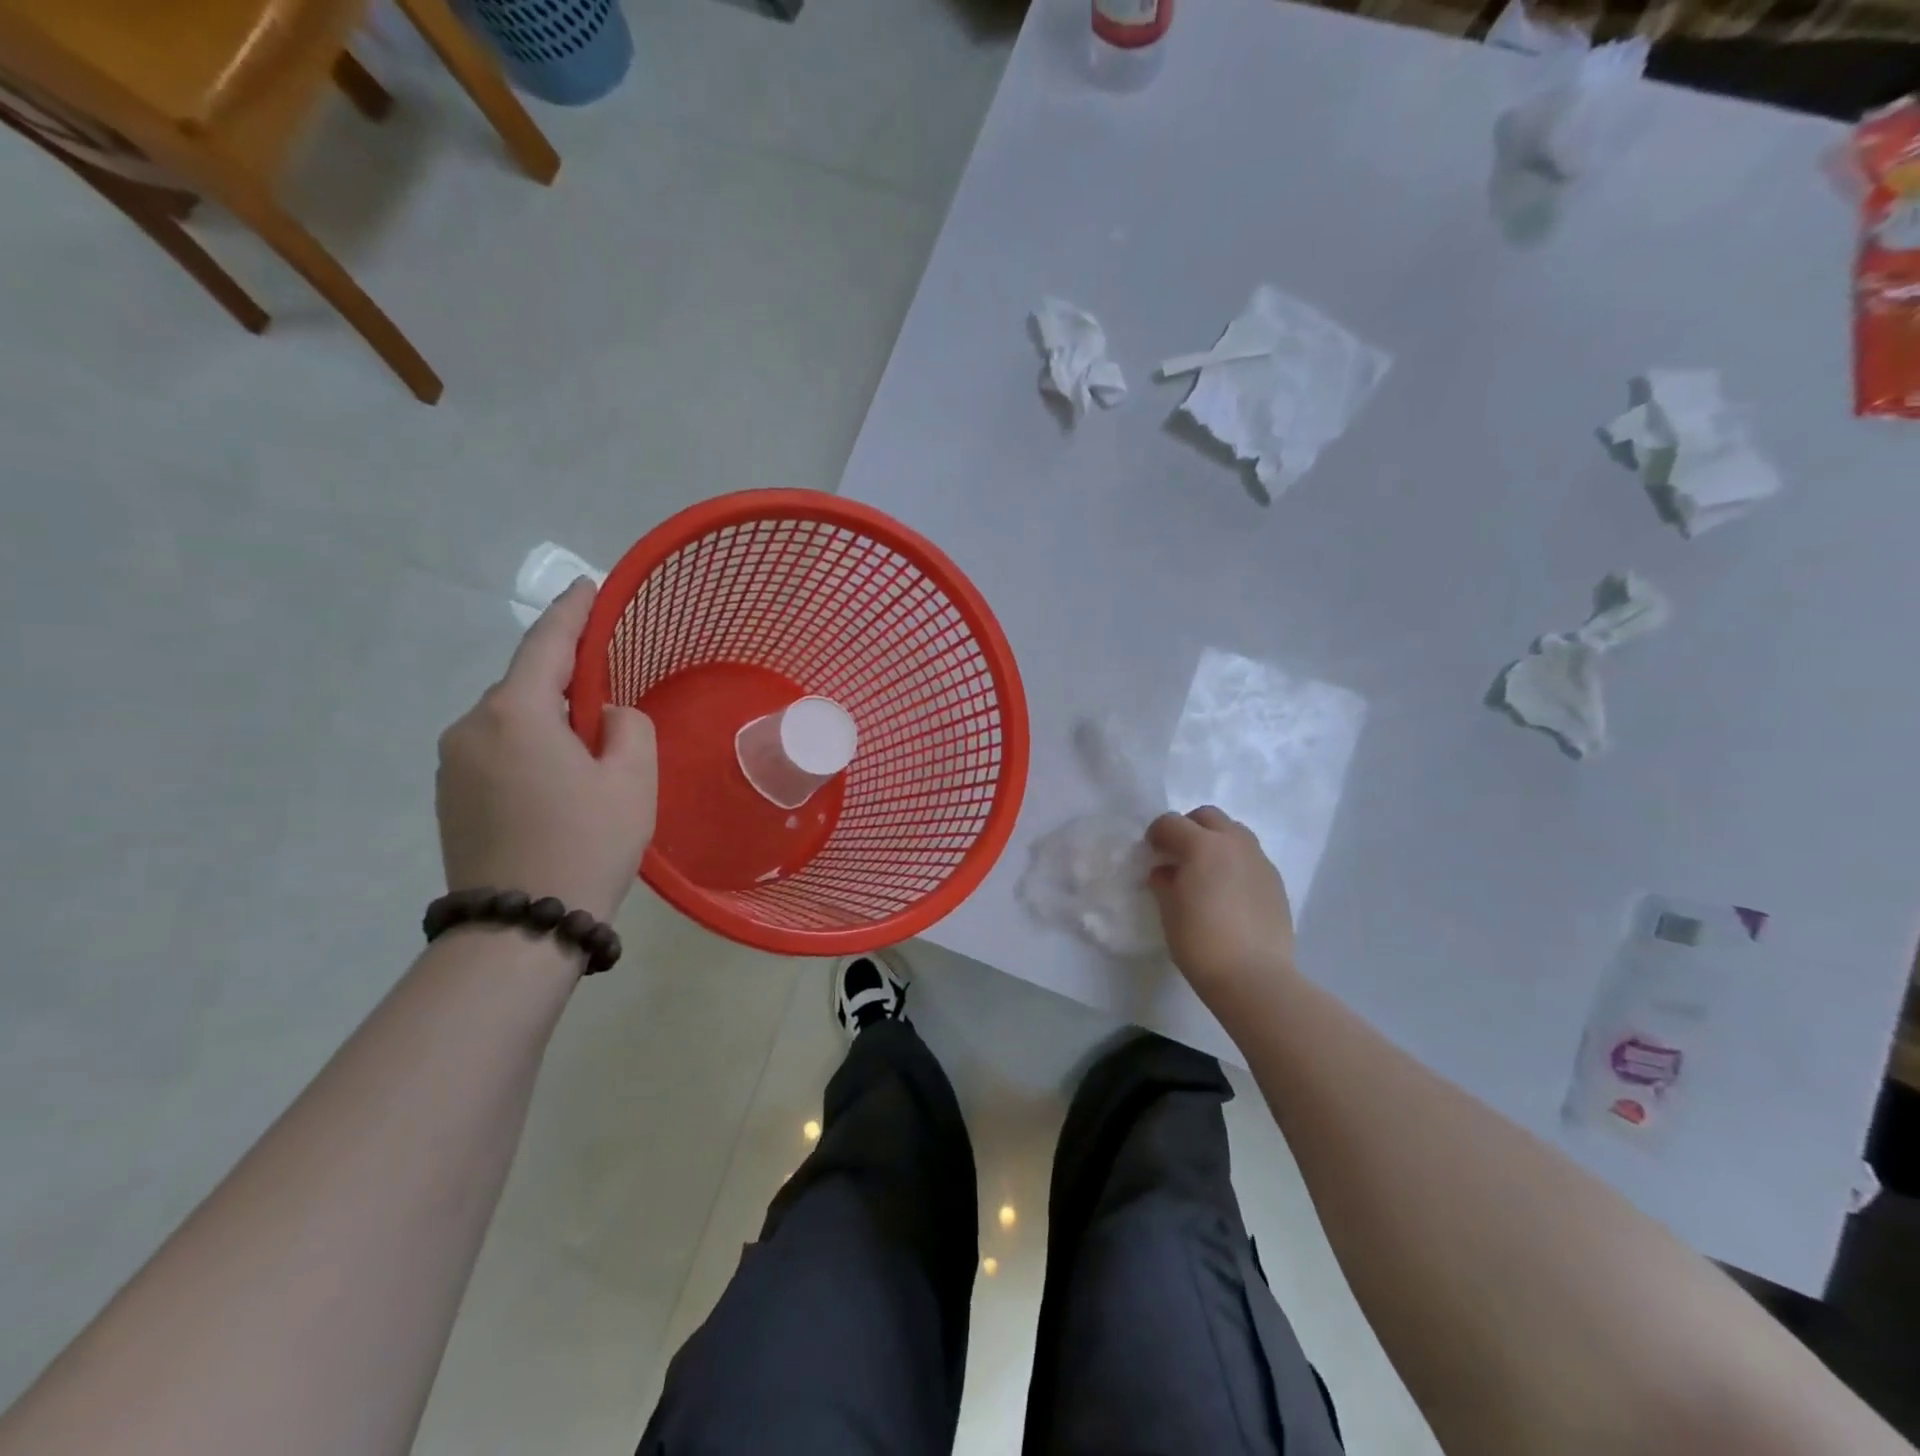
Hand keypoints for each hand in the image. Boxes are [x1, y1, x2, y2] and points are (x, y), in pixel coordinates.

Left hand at [437, 579, 656, 923]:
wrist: (521, 928)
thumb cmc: (587, 844)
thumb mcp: (633, 779)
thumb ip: (627, 725)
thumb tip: (602, 718)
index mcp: (515, 714)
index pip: (546, 645)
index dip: (571, 612)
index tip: (587, 586)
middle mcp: (471, 728)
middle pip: (527, 686)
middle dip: (567, 681)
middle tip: (609, 697)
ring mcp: (452, 764)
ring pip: (512, 722)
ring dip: (550, 723)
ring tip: (589, 754)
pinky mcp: (450, 797)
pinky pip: (498, 752)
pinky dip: (531, 750)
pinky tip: (558, 782)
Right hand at [1147, 806, 1297, 1014]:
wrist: (1255, 977)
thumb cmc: (1201, 942)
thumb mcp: (1169, 911)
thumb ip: (1164, 881)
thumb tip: (1165, 871)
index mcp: (1203, 845)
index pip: (1171, 823)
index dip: (1156, 835)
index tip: (1151, 853)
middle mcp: (1234, 843)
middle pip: (1208, 817)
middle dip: (1188, 828)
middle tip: (1177, 855)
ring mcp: (1259, 860)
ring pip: (1234, 832)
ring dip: (1215, 841)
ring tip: (1206, 870)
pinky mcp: (1275, 881)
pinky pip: (1250, 857)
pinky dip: (1235, 862)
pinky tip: (1228, 891)